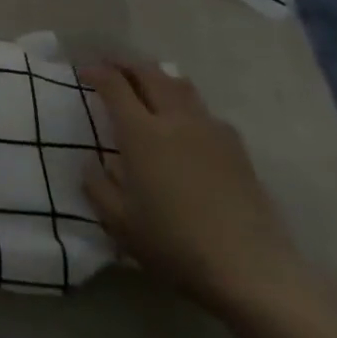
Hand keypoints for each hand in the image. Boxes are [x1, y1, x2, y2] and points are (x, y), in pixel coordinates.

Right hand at [81, 61, 304, 312]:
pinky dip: (186, 104)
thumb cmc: (176, 245)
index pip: (114, 84)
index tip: (84, 73)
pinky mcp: (237, 148)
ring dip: (157, 77)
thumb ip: (97, 186)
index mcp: (141, 132)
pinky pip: (205, 110)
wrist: (252, 272)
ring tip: (147, 85)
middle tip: (111, 69)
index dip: (96, 72)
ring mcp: (210, 130)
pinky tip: (186, 124)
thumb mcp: (120, 223)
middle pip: (148, 73)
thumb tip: (92, 164)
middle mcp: (174, 119)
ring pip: (180, 84)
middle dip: (125, 65)